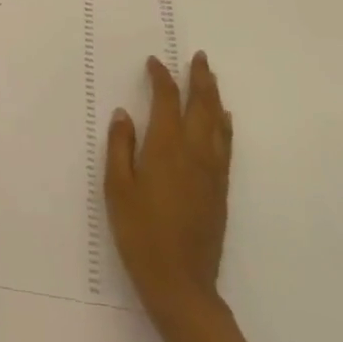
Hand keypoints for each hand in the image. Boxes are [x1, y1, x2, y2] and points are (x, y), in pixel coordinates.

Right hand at [105, 52, 233, 335]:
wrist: (181, 284)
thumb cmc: (140, 233)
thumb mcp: (117, 188)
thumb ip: (120, 146)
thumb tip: (125, 114)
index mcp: (166, 146)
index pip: (167, 99)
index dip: (161, 77)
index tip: (154, 62)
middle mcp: (194, 152)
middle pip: (201, 105)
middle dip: (200, 78)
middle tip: (199, 57)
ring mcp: (212, 171)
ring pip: (217, 123)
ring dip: (214, 97)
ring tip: (211, 79)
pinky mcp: (220, 190)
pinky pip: (225, 145)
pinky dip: (224, 125)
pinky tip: (223, 121)